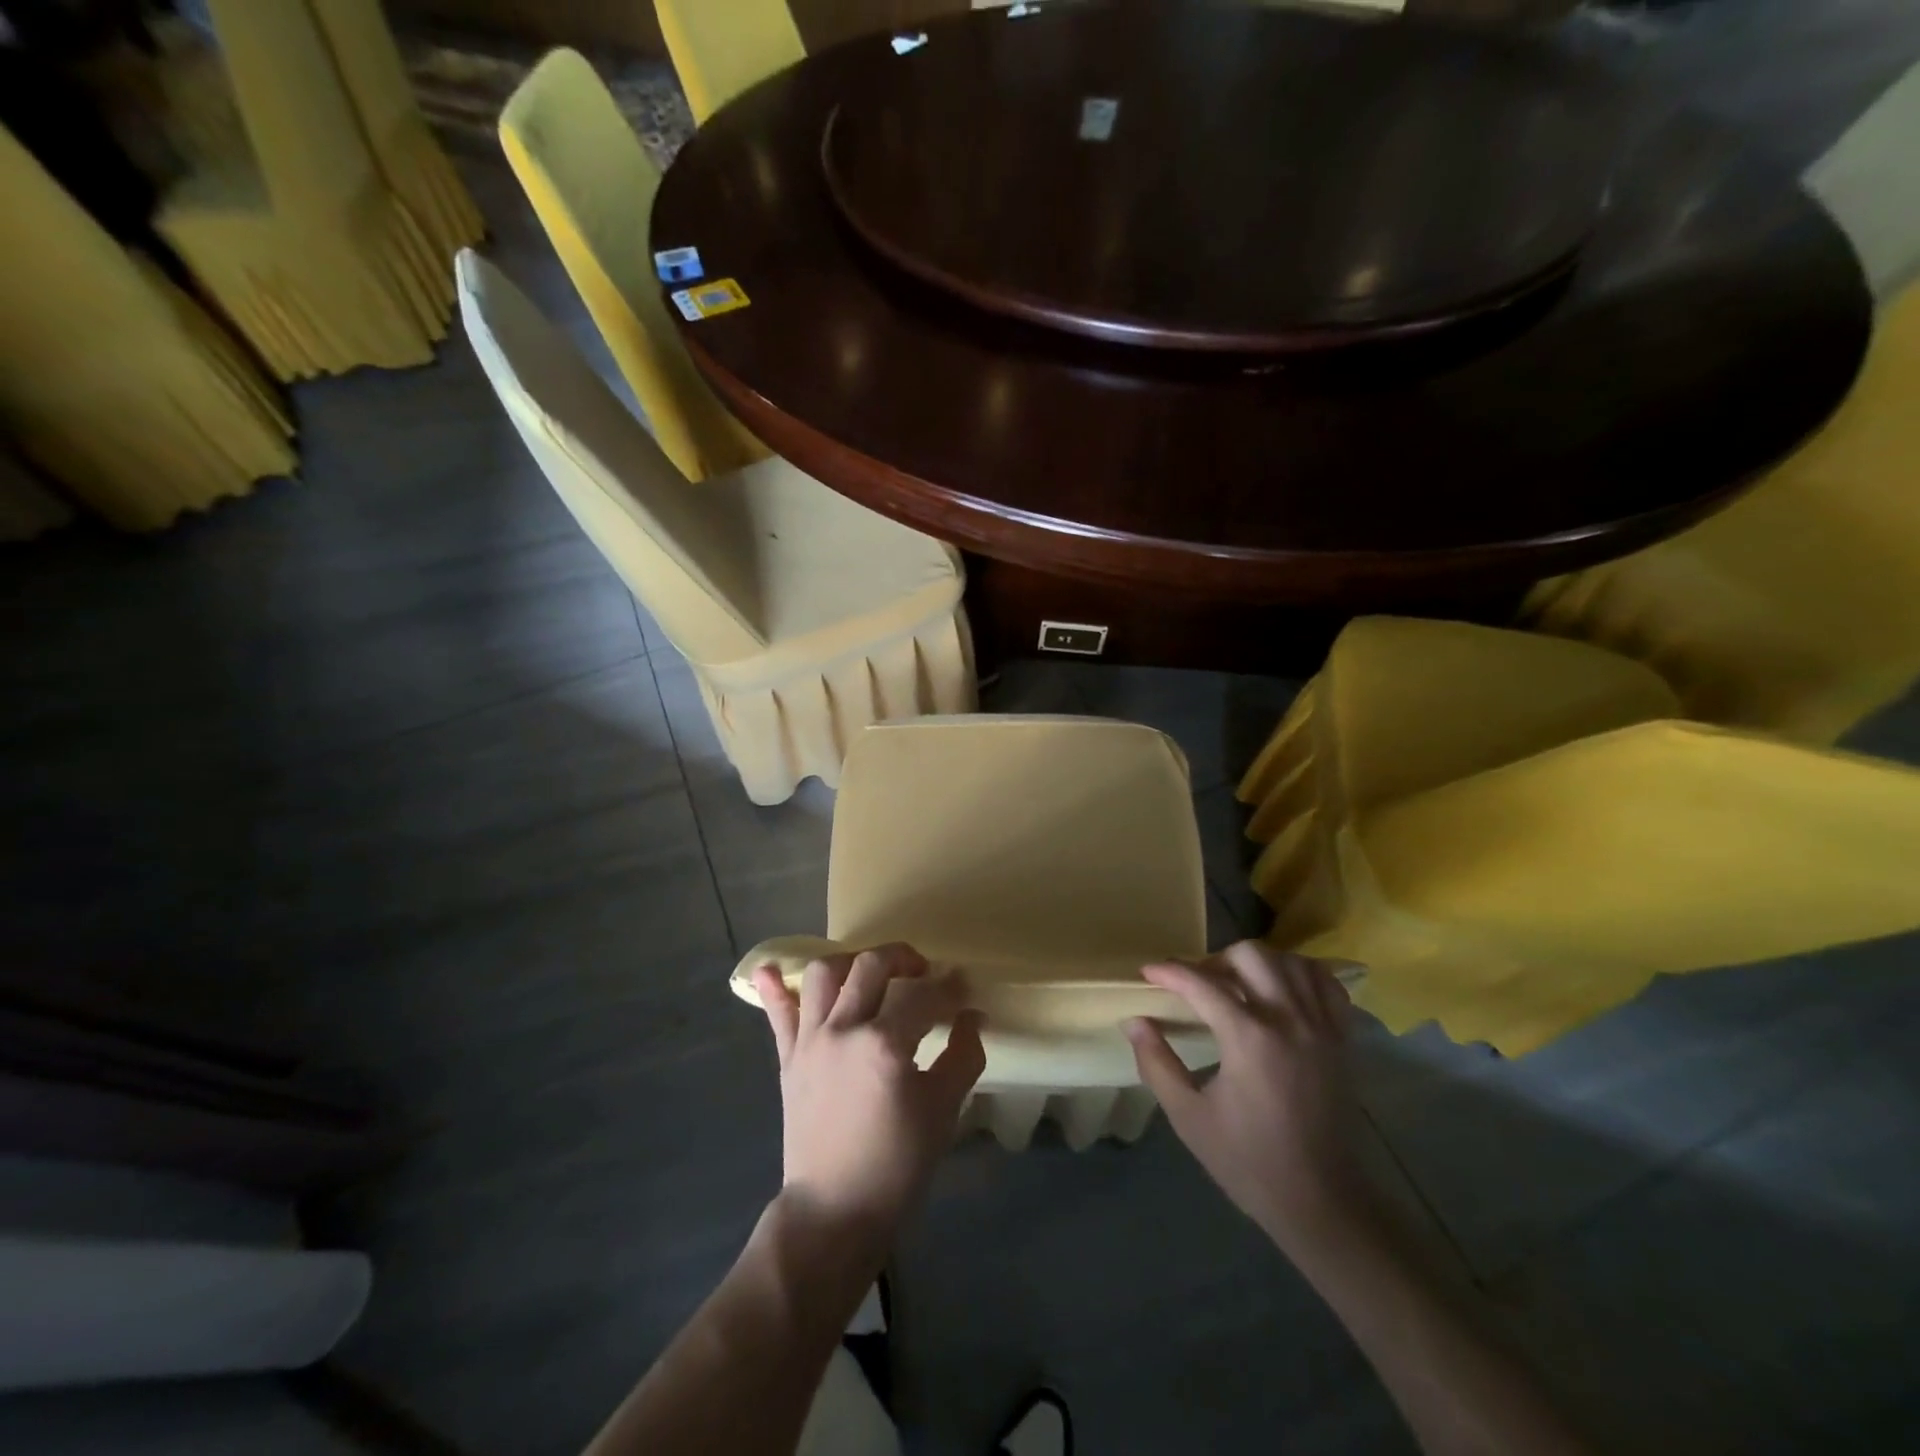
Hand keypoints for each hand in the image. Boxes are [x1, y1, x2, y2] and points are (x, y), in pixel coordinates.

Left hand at [753, 944, 985, 1255]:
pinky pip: (777, 1014)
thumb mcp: (943, 1111)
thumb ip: (962, 1056)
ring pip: (823, 974)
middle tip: (922, 972)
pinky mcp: (788, 1059)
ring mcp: (810, 1041)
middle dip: (902, 957)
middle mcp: (843, 1030)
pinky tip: (773, 969)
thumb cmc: (896, 1165)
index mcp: (884, 1044)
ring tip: (869, 974)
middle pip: (871, 966)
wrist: (835, 1212)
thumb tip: (972, 1017)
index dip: (950, 988)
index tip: (964, 987)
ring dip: (850, 962)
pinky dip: (775, 988)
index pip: (924, 996)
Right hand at [1126, 943, 1370, 1251]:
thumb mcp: (1188, 1117)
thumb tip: (1134, 1022)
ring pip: (1289, 961)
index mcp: (1249, 1039)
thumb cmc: (1248, 1161)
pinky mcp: (1342, 1039)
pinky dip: (1300, 975)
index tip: (1147, 972)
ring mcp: (1321, 1026)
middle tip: (1198, 985)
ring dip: (1257, 964)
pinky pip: (1325, 984)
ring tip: (1237, 986)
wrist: (1322, 1201)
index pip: (1201, 984)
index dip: (1169, 971)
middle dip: (1215, 960)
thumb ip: (1157, 1063)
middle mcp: (1288, 1020)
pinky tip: (1280, 991)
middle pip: (1250, 955)